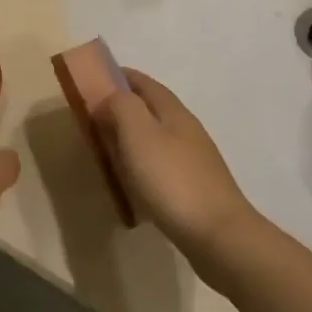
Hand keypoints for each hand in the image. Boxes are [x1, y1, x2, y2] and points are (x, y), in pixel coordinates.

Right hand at [93, 70, 261, 270]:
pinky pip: (162, 163)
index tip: (95, 79)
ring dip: (133, 135)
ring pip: (158, 136)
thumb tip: (109, 97)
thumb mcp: (138, 134)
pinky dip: (142, 162)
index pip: (145, 83)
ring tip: (108, 147)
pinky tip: (132, 179)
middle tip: (94, 116)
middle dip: (125, 106)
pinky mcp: (195, 187)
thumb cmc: (172, 179)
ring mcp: (194, 159)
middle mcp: (187, 130)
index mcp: (173, 112)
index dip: (121, 76)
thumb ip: (121, 107)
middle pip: (153, 108)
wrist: (217, 234)